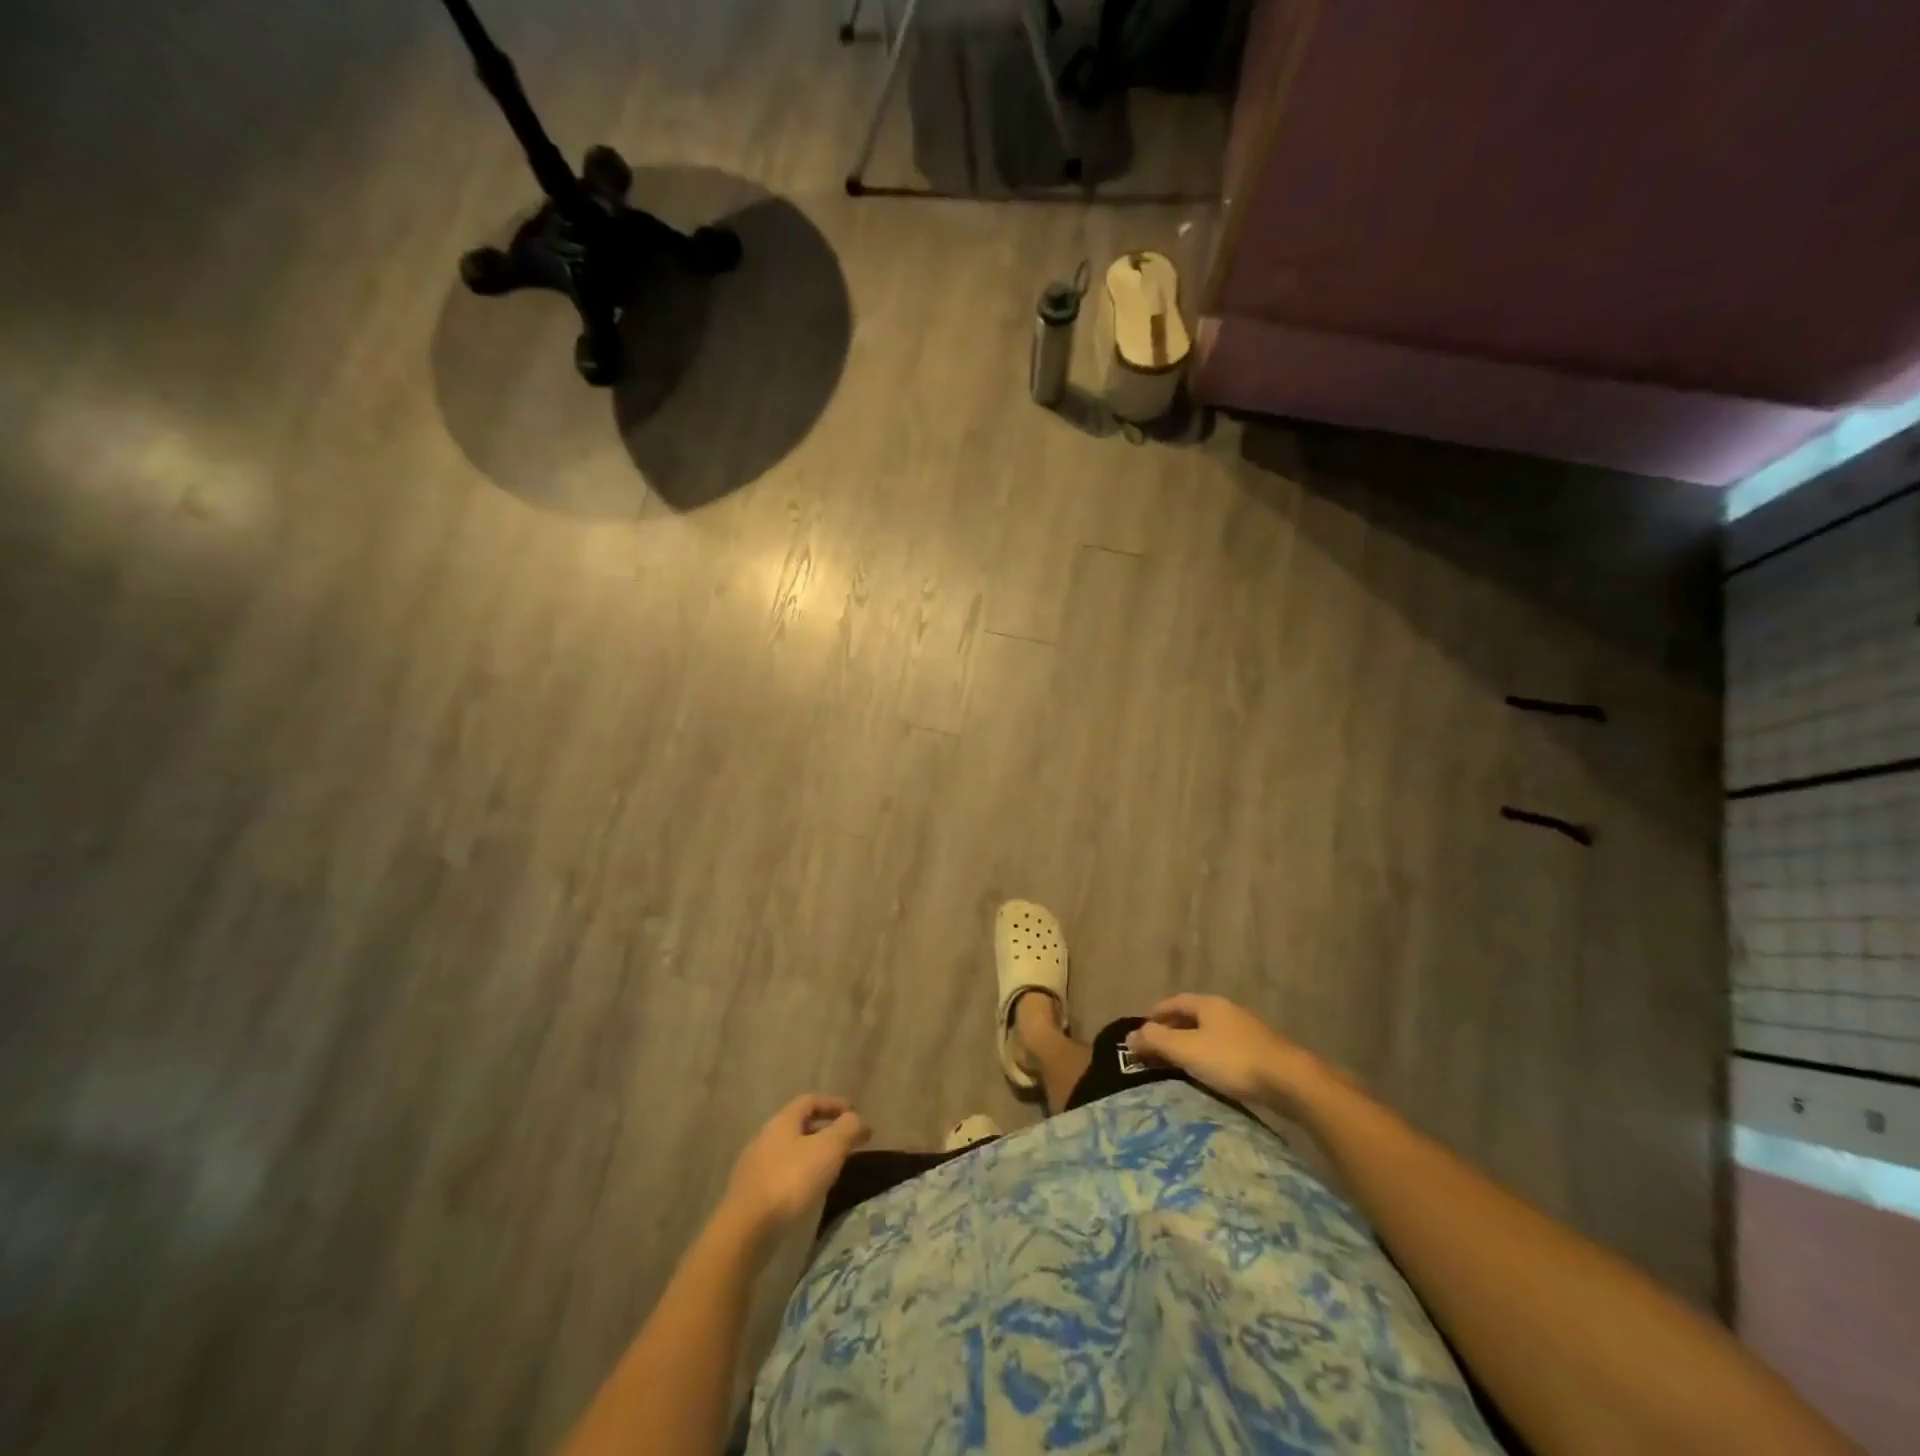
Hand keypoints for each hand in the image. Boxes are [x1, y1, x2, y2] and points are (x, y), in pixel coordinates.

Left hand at [723, 1094, 870, 1243]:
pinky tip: (809, 1192)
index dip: (834, 1103)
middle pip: (799, 1125)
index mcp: (782, 1121)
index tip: (854, 1113)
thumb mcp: (828, 1149)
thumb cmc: (791, 1180)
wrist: (746, 1230)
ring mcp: (755, 1166)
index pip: (810, 1100)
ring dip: (813, 1154)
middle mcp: (766, 1137)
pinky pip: (781, 1174)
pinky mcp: (751, 1194)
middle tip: (847, 1143)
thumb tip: (857, 1118)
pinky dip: (800, 1175)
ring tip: (832, 1169)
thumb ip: (847, 1128)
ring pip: (790, 1151)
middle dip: (825, 1130)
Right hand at [1126, 994, 1317, 1106]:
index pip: (1174, 1002)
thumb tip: (1130, 1035)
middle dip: (1173, 1028)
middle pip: (1193, 1015)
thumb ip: (1157, 1041)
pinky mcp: (1261, 1051)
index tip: (1142, 1029)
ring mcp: (1247, 1030)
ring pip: (1210, 1032)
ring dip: (1192, 1042)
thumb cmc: (1232, 1060)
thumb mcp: (1187, 1050)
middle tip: (1157, 1047)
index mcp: (1208, 1004)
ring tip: (1180, 1062)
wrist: (1290, 1081)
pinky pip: (1225, 1047)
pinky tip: (1210, 1072)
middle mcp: (1227, 1010)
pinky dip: (1210, 1054)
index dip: (1156, 1014)